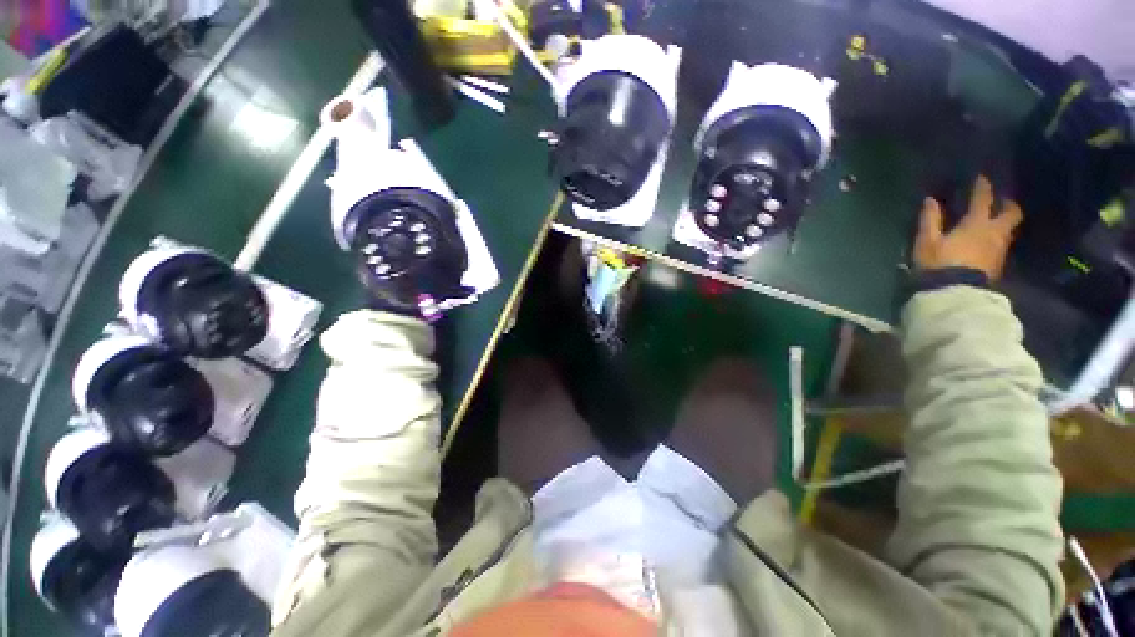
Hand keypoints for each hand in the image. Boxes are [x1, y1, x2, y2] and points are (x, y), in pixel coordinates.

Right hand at [915, 175, 1023, 280]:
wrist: (954, 293)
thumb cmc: (939, 263)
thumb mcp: (927, 241)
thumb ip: (930, 220)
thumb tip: (931, 200)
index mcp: (977, 223)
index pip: (983, 199)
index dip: (983, 187)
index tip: (982, 178)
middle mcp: (994, 232)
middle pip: (1011, 213)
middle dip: (1008, 205)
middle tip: (1002, 201)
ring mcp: (999, 249)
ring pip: (1009, 229)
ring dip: (1005, 223)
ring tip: (997, 222)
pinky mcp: (998, 264)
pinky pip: (1003, 245)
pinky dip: (999, 238)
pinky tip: (991, 242)